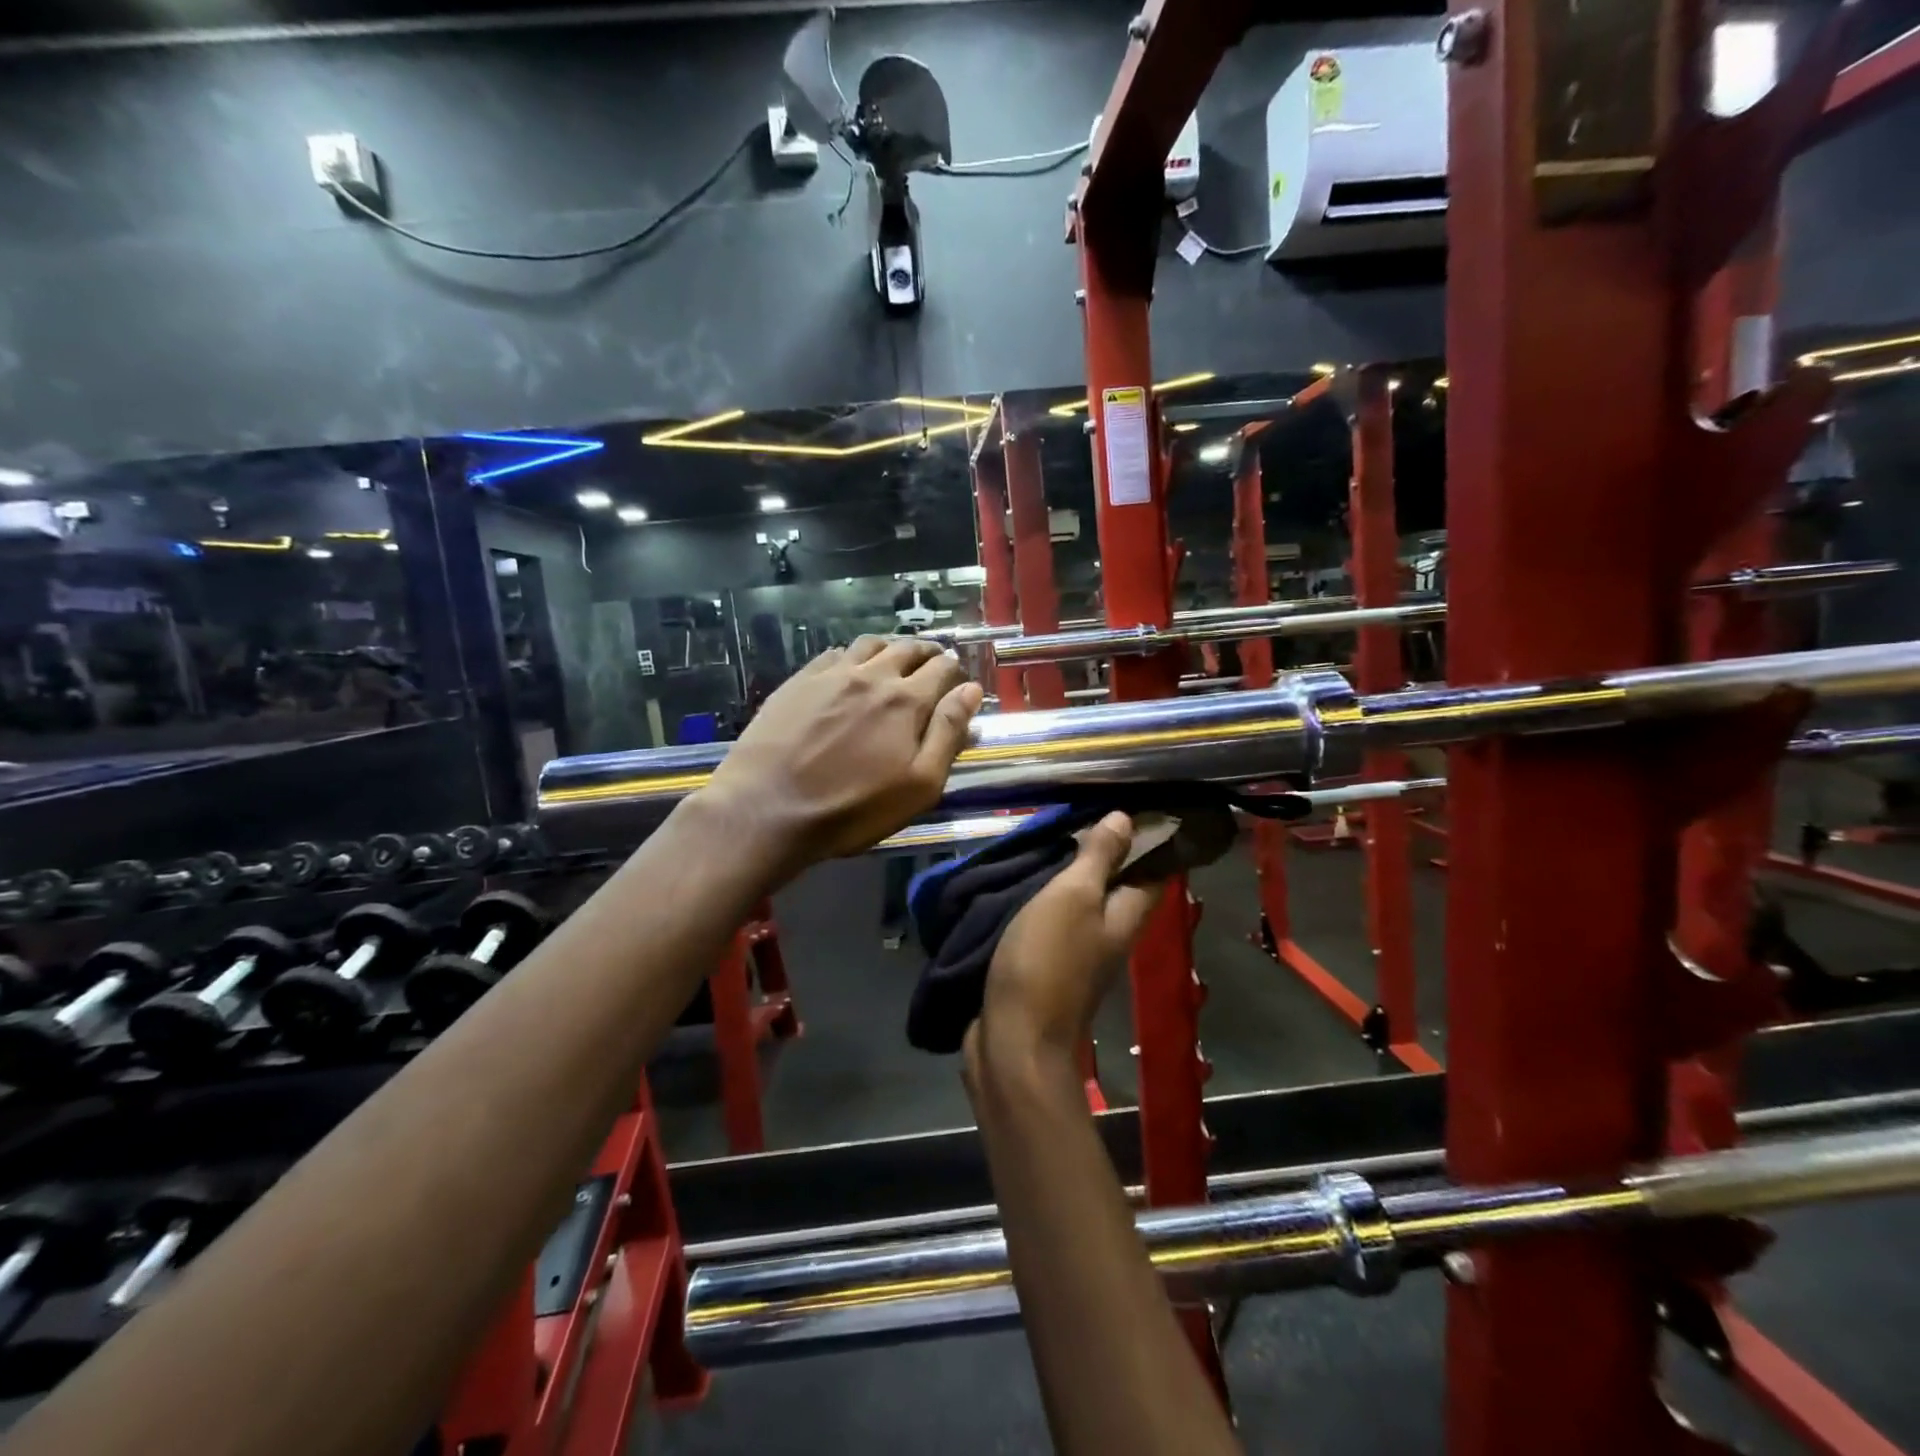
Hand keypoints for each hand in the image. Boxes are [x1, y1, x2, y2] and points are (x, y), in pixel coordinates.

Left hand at [701, 636, 981, 879]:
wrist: (767, 808)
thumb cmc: (852, 807)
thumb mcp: (919, 784)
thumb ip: (948, 733)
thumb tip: (970, 690)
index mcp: (906, 700)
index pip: (941, 669)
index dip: (954, 670)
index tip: (957, 676)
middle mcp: (871, 675)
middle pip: (907, 649)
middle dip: (926, 652)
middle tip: (933, 661)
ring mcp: (831, 675)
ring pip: (870, 645)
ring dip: (890, 648)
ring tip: (893, 661)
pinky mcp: (798, 682)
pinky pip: (833, 654)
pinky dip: (852, 655)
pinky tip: (849, 669)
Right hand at [966, 813, 1162, 1067]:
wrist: (1013, 1039)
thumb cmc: (1048, 961)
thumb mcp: (1074, 897)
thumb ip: (1099, 859)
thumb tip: (1126, 818)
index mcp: (1126, 917)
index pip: (1155, 870)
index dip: (1150, 838)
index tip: (1129, 803)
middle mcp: (1110, 934)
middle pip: (1118, 885)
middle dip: (1104, 850)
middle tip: (1078, 811)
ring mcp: (1078, 952)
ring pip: (1082, 902)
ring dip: (1069, 872)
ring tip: (1047, 835)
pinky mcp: (1047, 964)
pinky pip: (1053, 920)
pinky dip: (1044, 897)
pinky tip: (1022, 879)